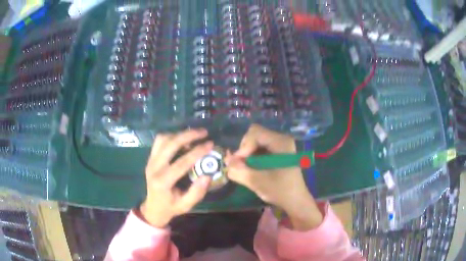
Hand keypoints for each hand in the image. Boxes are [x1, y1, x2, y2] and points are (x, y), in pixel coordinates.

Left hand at [140, 129, 212, 227]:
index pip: (181, 162)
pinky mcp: (150, 158)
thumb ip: (197, 193)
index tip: (211, 144)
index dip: (197, 152)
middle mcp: (154, 167)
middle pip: (170, 144)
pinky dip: (171, 137)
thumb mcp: (186, 206)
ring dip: (179, 134)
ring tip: (194, 136)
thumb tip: (207, 175)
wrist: (153, 208)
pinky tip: (181, 140)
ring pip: (163, 139)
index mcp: (162, 181)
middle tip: (204, 132)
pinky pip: (159, 141)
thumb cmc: (171, 207)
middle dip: (188, 135)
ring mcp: (150, 161)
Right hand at [226, 124, 322, 229]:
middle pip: (254, 135)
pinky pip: (260, 148)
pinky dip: (253, 156)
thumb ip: (239, 171)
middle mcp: (282, 139)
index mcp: (281, 142)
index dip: (243, 147)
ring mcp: (281, 145)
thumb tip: (226, 161)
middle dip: (245, 150)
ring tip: (246, 168)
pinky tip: (253, 168)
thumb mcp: (258, 182)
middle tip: (241, 165)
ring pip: (256, 141)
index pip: (254, 133)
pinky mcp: (278, 152)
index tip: (239, 163)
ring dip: (248, 154)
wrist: (296, 201)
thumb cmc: (281, 191)